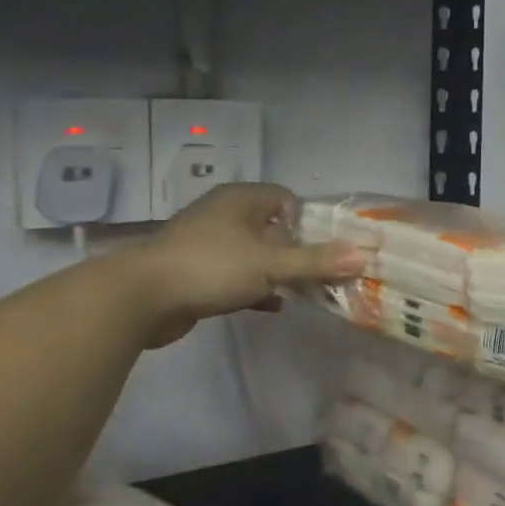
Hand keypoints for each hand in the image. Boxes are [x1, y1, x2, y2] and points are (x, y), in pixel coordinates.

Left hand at [128, 184, 362, 349]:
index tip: (329, 247)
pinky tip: (274, 306)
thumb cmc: (211, 267)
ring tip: (306, 292)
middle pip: (272, 228)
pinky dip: (255, 288)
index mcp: (242, 199)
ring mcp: (207, 243)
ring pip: (254, 254)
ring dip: (277, 272)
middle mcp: (224, 214)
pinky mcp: (196, 272)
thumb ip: (315, 261)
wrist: (141, 296)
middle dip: (297, 250)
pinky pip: (236, 275)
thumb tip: (363, 255)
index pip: (287, 199)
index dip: (310, 221)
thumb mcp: (270, 264)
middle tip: (323, 273)